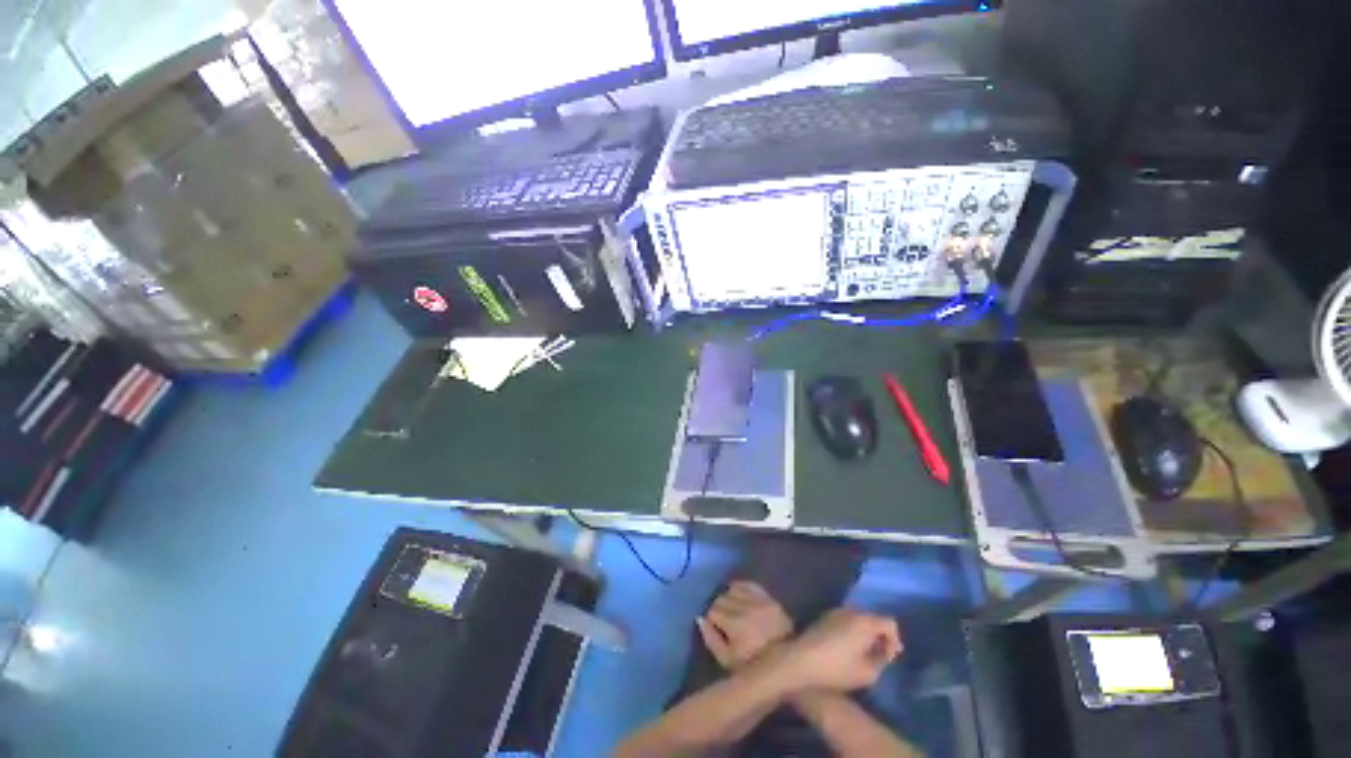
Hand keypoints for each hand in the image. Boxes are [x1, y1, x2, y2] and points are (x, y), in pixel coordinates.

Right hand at [697, 581, 793, 669]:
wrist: (786, 663)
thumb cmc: (753, 666)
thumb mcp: (727, 662)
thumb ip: (711, 640)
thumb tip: (700, 619)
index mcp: (735, 625)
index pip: (712, 611)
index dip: (712, 621)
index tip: (716, 629)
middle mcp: (746, 608)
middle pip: (721, 599)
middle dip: (720, 609)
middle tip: (724, 621)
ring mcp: (759, 601)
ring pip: (733, 589)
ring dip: (730, 598)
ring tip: (733, 609)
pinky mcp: (769, 598)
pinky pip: (749, 584)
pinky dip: (741, 588)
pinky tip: (739, 596)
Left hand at [777, 609, 901, 692]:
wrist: (801, 659)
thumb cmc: (837, 668)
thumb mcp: (868, 673)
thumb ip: (882, 660)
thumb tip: (886, 651)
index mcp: (864, 621)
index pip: (889, 623)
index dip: (895, 640)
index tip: (890, 657)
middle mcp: (851, 610)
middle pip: (873, 618)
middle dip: (880, 635)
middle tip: (879, 655)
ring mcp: (836, 611)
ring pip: (859, 619)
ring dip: (865, 633)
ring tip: (864, 653)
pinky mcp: (825, 616)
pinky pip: (846, 620)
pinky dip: (852, 631)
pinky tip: (848, 648)